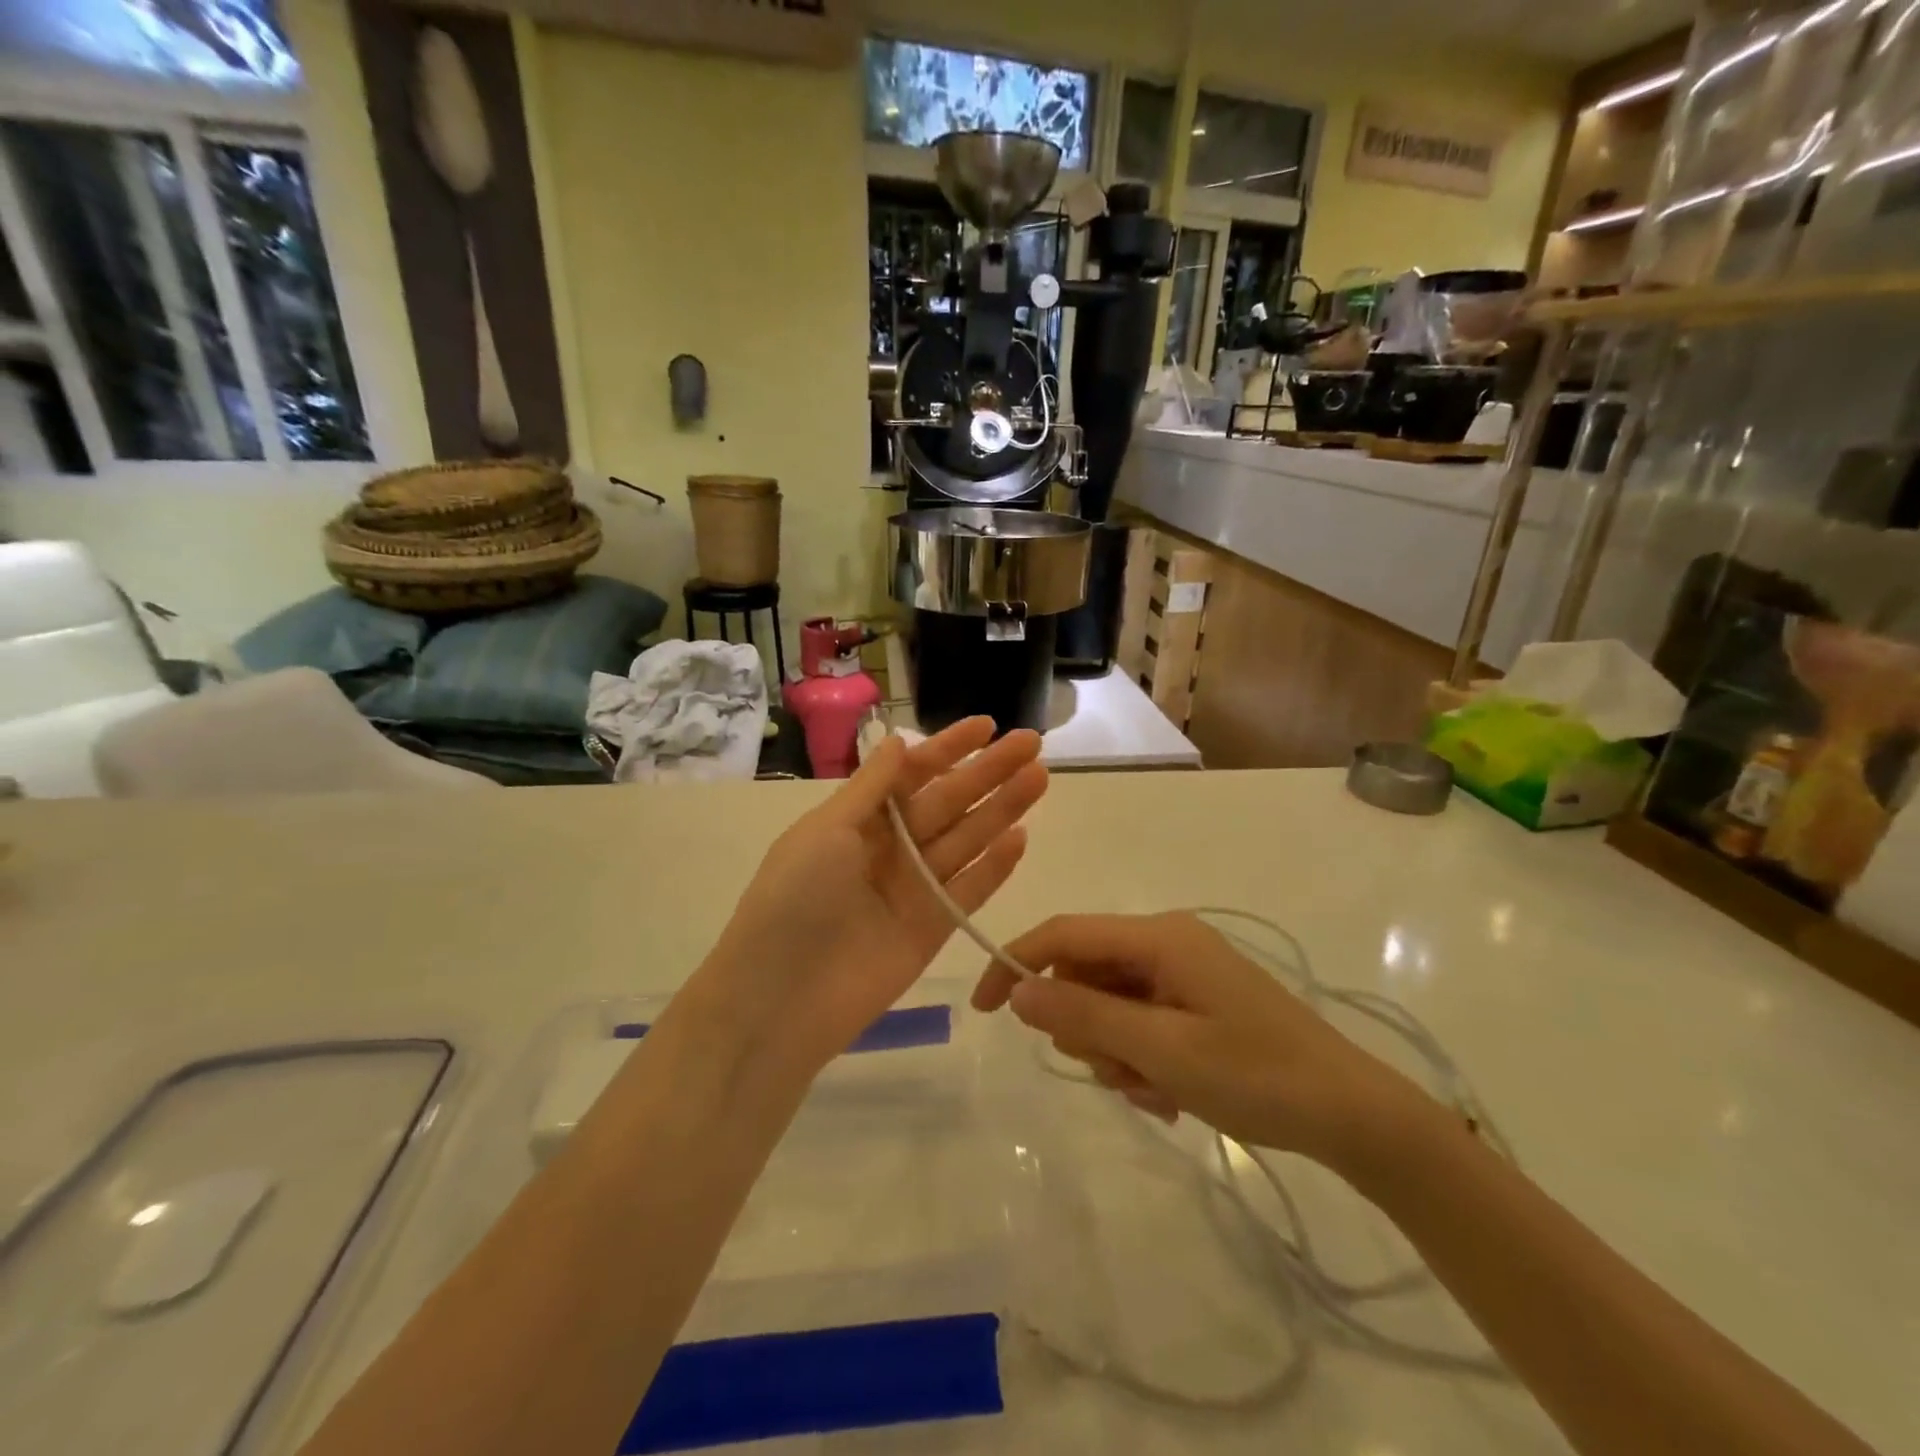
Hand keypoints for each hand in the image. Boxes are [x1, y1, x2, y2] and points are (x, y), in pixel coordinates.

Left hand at [702, 718, 1046, 1071]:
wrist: (782, 998)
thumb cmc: (794, 899)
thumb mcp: (826, 831)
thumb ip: (871, 788)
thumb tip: (900, 741)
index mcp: (859, 820)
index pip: (913, 774)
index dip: (949, 747)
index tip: (988, 724)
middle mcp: (891, 848)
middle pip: (948, 801)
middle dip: (988, 772)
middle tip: (1032, 743)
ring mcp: (914, 888)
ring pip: (966, 839)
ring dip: (1002, 809)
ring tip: (1039, 778)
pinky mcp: (933, 928)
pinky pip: (969, 890)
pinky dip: (995, 866)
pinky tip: (1022, 837)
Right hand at [971, 912, 1421, 1169]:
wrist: (1351, 1114)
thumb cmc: (1256, 1075)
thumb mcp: (1162, 1051)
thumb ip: (1085, 1016)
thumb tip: (1017, 991)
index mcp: (1159, 937)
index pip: (1064, 934)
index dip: (1015, 963)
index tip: (983, 1009)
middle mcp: (1166, 942)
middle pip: (1085, 972)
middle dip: (1085, 1027)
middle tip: (1119, 1072)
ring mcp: (1183, 972)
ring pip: (1109, 1003)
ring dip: (1115, 1051)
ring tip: (1156, 1089)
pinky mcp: (1195, 1000)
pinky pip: (1139, 1021)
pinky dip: (1140, 1057)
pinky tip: (1172, 1093)